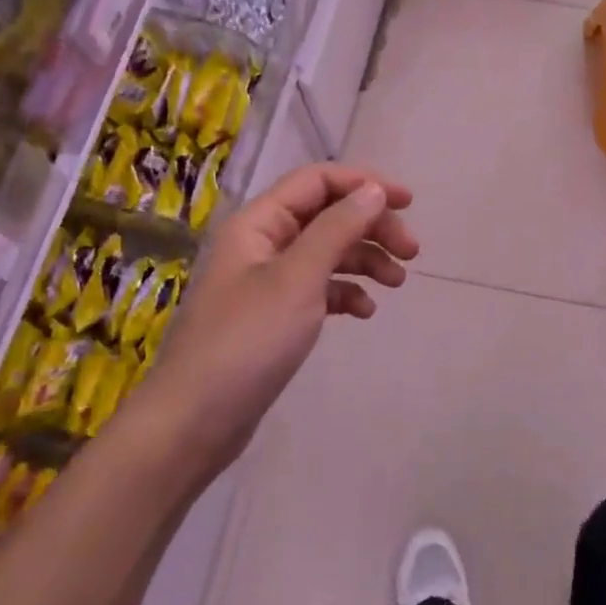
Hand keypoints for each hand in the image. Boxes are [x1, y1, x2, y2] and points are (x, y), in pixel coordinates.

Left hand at [143, 163, 417, 474]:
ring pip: (327, 252)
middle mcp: (262, 243)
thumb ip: (338, 229)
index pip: (318, 181)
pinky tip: (364, 311)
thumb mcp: (298, 278)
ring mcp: (266, 281)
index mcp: (259, 223)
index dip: (364, 184)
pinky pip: (318, 288)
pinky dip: (345, 292)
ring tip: (397, 283)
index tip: (408, 203)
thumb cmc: (247, 341)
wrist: (194, 423)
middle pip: (327, 215)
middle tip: (412, 252)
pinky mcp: (273, 316)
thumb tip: (373, 190)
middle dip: (371, 227)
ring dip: (365, 260)